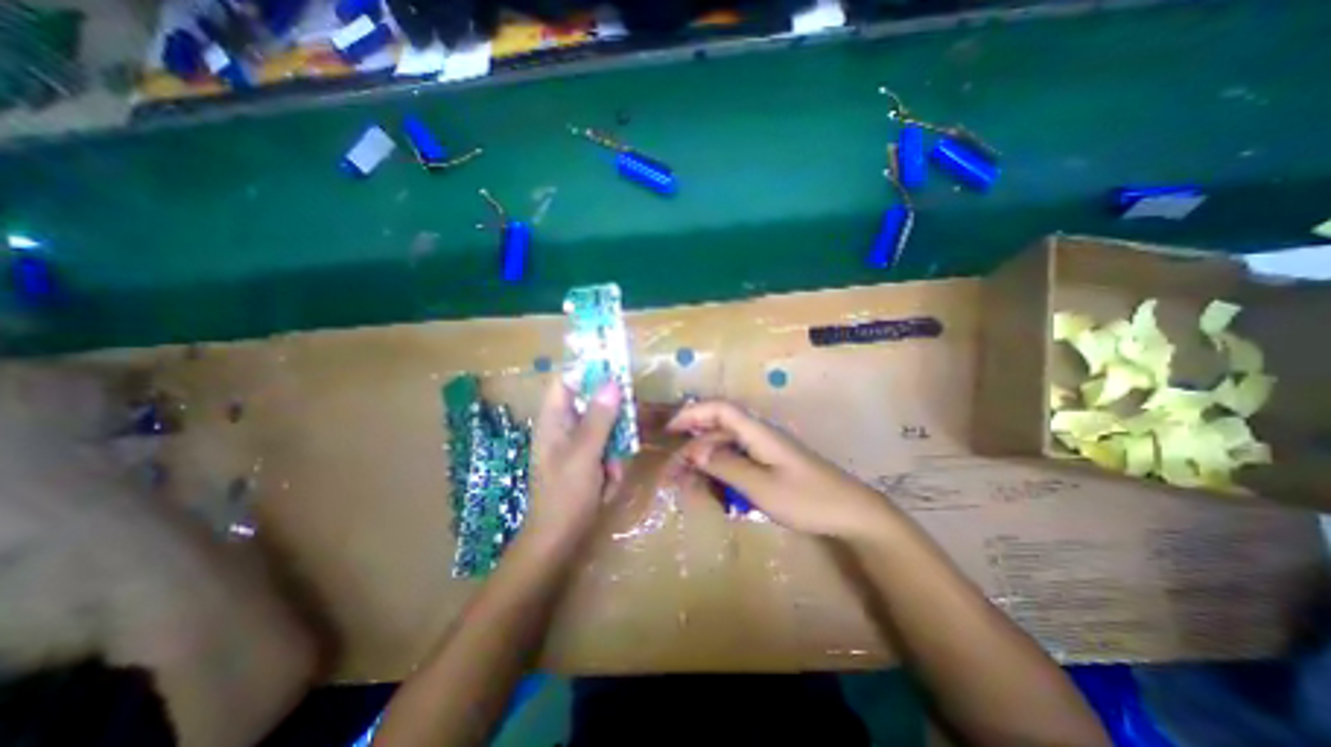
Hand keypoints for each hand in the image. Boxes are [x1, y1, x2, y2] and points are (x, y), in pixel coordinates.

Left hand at [524, 379, 628, 541]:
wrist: (558, 541)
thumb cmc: (565, 495)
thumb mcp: (584, 454)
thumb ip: (598, 418)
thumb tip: (612, 382)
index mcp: (553, 420)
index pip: (567, 381)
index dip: (589, 371)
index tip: (617, 370)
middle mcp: (564, 427)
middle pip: (592, 403)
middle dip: (612, 420)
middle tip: (624, 434)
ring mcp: (576, 446)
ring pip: (605, 428)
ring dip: (614, 448)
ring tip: (611, 472)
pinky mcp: (587, 461)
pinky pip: (607, 450)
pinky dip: (612, 465)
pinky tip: (608, 485)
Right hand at [664, 400, 891, 539]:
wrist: (851, 513)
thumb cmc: (807, 498)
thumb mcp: (761, 486)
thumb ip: (726, 466)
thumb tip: (693, 452)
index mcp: (757, 432)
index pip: (719, 409)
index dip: (692, 413)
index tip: (669, 431)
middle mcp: (758, 435)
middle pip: (718, 429)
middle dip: (692, 445)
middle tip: (672, 471)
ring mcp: (764, 450)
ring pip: (725, 447)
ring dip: (704, 462)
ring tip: (686, 484)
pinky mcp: (769, 465)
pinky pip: (737, 462)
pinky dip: (720, 472)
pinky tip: (712, 490)